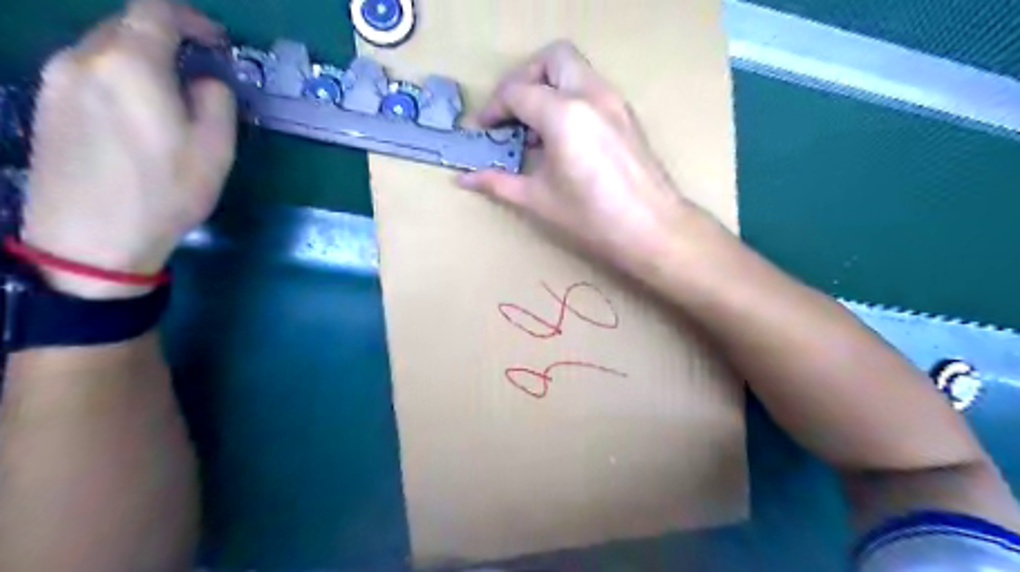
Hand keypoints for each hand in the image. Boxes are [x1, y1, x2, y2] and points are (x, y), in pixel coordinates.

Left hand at [27, 0, 237, 297]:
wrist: (91, 237)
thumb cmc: (165, 191)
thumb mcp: (215, 149)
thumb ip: (217, 101)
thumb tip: (206, 81)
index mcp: (130, 63)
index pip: (156, 12)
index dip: (193, 19)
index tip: (219, 42)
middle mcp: (83, 58)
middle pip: (127, 26)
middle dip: (169, 39)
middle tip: (202, 71)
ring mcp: (56, 79)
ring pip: (107, 50)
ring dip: (145, 60)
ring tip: (174, 96)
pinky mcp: (46, 103)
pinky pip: (90, 72)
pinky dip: (121, 77)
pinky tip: (140, 113)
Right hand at [461, 43, 706, 276]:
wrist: (652, 228)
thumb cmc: (591, 218)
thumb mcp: (538, 200)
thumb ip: (498, 182)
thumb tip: (464, 179)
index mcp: (564, 115)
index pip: (518, 92)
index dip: (494, 109)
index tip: (484, 130)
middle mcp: (590, 95)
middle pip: (552, 58)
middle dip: (525, 78)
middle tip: (511, 112)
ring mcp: (613, 101)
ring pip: (575, 68)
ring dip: (548, 86)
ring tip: (535, 128)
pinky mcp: (626, 114)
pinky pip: (591, 87)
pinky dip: (569, 97)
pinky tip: (562, 136)